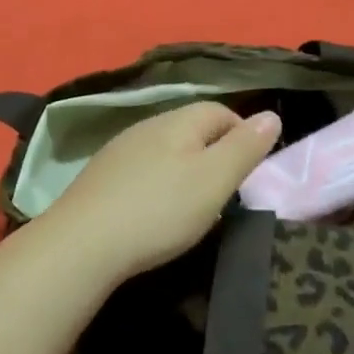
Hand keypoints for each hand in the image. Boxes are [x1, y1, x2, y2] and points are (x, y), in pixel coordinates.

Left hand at [37, 103, 281, 281]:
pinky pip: (141, 169)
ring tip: (192, 205)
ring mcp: (119, 149)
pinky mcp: (100, 176)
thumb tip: (271, 114)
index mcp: (178, 121)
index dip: (242, 134)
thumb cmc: (160, 210)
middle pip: (191, 128)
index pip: (220, 110)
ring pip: (165, 149)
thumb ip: (244, 147)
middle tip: (225, 192)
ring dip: (184, 168)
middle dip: (213, 153)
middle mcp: (147, 125)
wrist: (82, 243)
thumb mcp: (214, 180)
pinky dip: (157, 184)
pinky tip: (154, 211)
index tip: (250, 171)